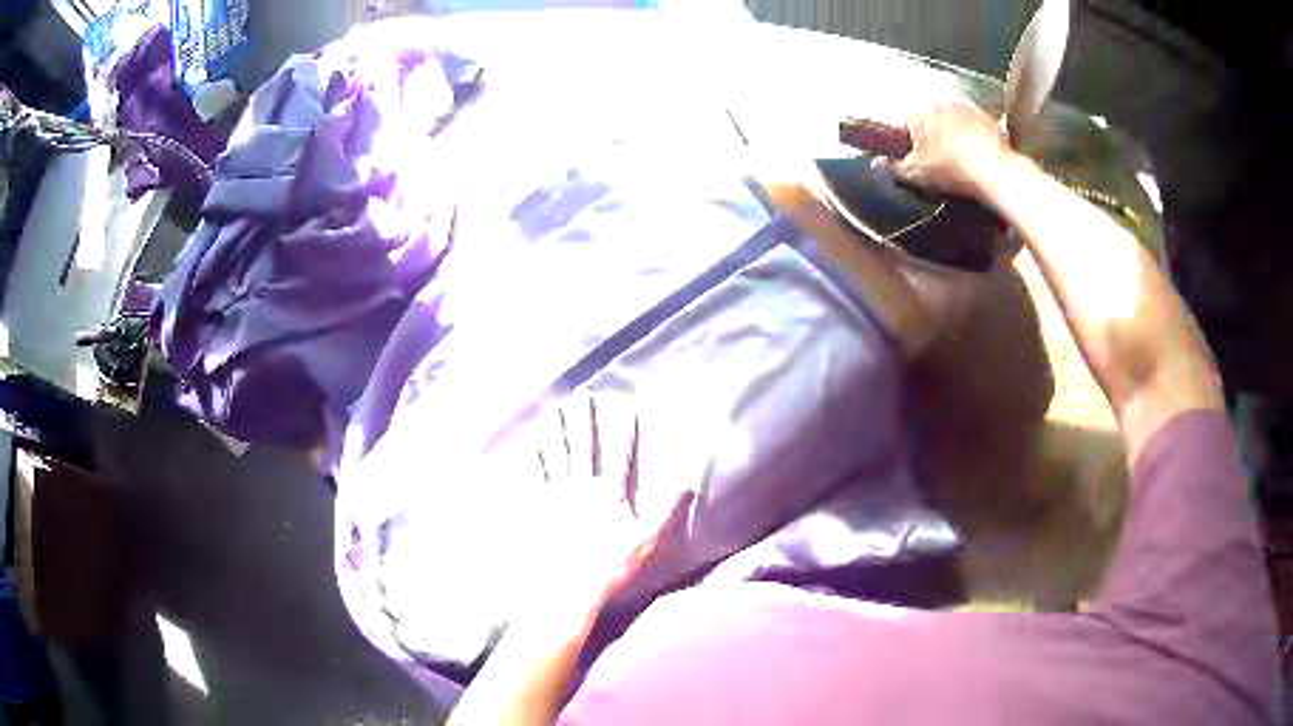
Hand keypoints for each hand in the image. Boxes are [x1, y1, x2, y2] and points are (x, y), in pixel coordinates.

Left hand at [532, 393, 690, 609]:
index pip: (620, 455)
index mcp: (609, 494)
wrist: (570, 586)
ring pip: (555, 453)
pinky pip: (534, 474)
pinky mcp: (538, 507)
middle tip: (581, 394)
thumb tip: (687, 484)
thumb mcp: (647, 541)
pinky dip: (531, 455)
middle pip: (583, 446)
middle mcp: (582, 487)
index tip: (626, 405)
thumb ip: (666, 512)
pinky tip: (527, 440)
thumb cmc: (611, 566)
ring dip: (554, 429)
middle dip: (583, 419)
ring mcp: (557, 495)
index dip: (624, 430)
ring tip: (552, 407)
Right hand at [877, 100, 1017, 198]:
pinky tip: (977, 157)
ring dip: (953, 134)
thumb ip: (894, 167)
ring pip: (953, 120)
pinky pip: (975, 126)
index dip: (910, 142)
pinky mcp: (987, 117)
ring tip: (960, 160)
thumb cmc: (951, 169)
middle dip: (933, 135)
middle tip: (939, 160)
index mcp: (918, 111)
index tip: (916, 158)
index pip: (906, 123)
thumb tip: (877, 165)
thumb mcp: (917, 173)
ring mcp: (966, 107)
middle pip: (931, 118)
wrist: (993, 171)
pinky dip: (974, 138)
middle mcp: (939, 101)